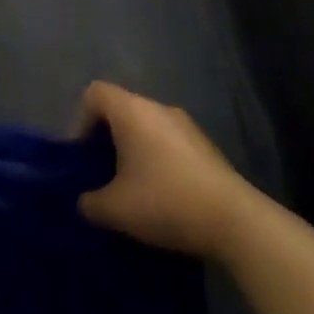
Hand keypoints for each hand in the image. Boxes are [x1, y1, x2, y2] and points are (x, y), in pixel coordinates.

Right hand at [76, 81, 259, 260]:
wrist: (233, 220)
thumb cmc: (165, 202)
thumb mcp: (115, 209)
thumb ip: (89, 202)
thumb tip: (85, 201)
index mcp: (132, 111)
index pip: (95, 93)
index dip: (80, 120)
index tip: (83, 156)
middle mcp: (158, 108)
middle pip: (120, 109)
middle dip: (106, 139)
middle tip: (102, 174)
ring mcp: (185, 124)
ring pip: (146, 126)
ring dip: (133, 150)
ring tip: (131, 188)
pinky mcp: (204, 145)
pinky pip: (167, 141)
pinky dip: (156, 158)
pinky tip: (161, 194)